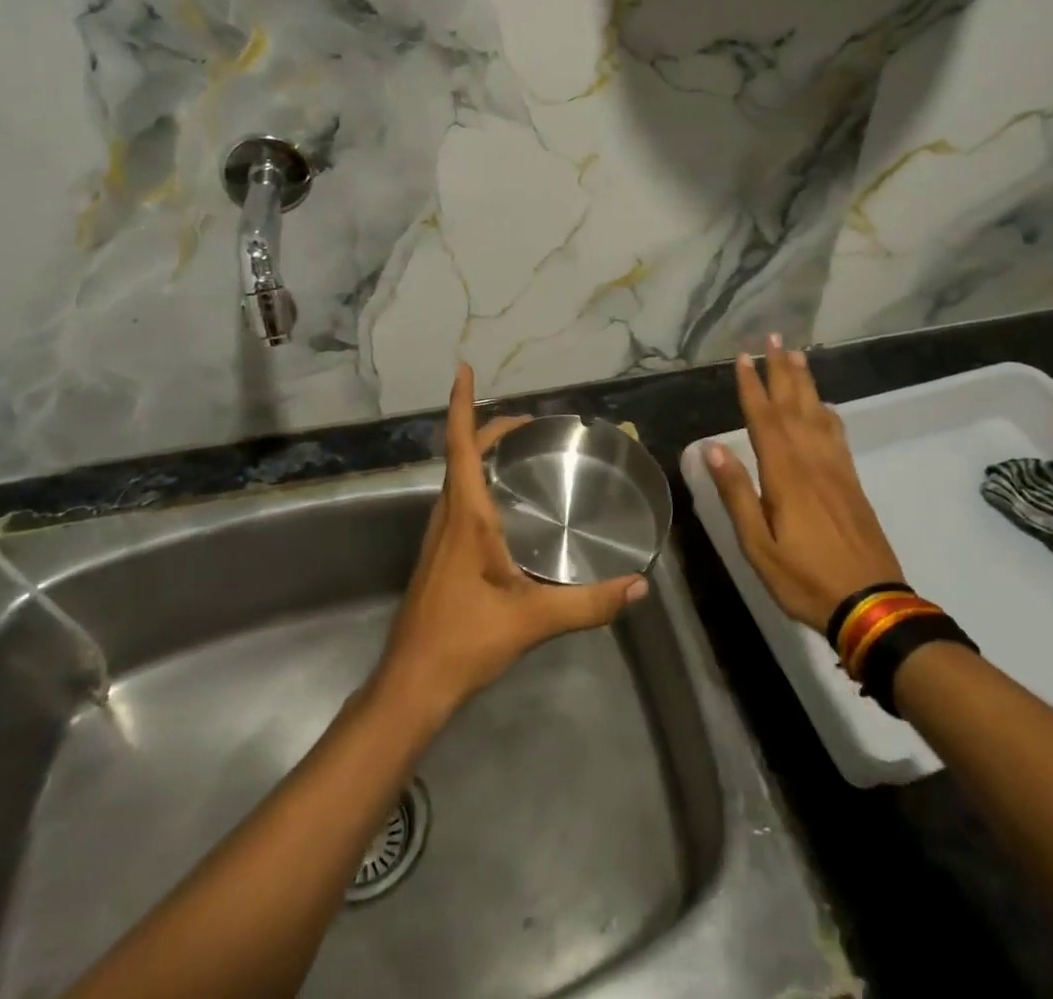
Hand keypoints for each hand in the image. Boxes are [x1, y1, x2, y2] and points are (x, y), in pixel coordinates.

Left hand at [376, 365, 648, 725]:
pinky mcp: (440, 553)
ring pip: (457, 477)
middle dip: (487, 426)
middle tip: (529, 422)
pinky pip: (459, 499)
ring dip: (480, 452)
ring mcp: (439, 535)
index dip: (459, 404)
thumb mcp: (533, 620)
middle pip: (460, 453)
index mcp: (466, 515)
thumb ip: (589, 603)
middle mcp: (448, 515)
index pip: (460, 445)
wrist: (413, 683)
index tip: (462, 368)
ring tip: (520, 450)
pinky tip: (506, 504)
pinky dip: (479, 480)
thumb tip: (639, 586)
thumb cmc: (465, 639)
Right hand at [702, 337, 905, 633]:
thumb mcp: (758, 546)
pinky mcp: (852, 483)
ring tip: (797, 355)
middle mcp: (812, 462)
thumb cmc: (805, 578)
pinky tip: (824, 406)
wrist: (872, 605)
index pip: (764, 420)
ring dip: (805, 383)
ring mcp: (837, 470)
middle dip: (781, 370)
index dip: (752, 387)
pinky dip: (828, 413)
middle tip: (774, 338)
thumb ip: (737, 494)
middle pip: (794, 406)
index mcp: (785, 475)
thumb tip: (713, 447)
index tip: (743, 357)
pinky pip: (838, 435)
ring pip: (818, 414)